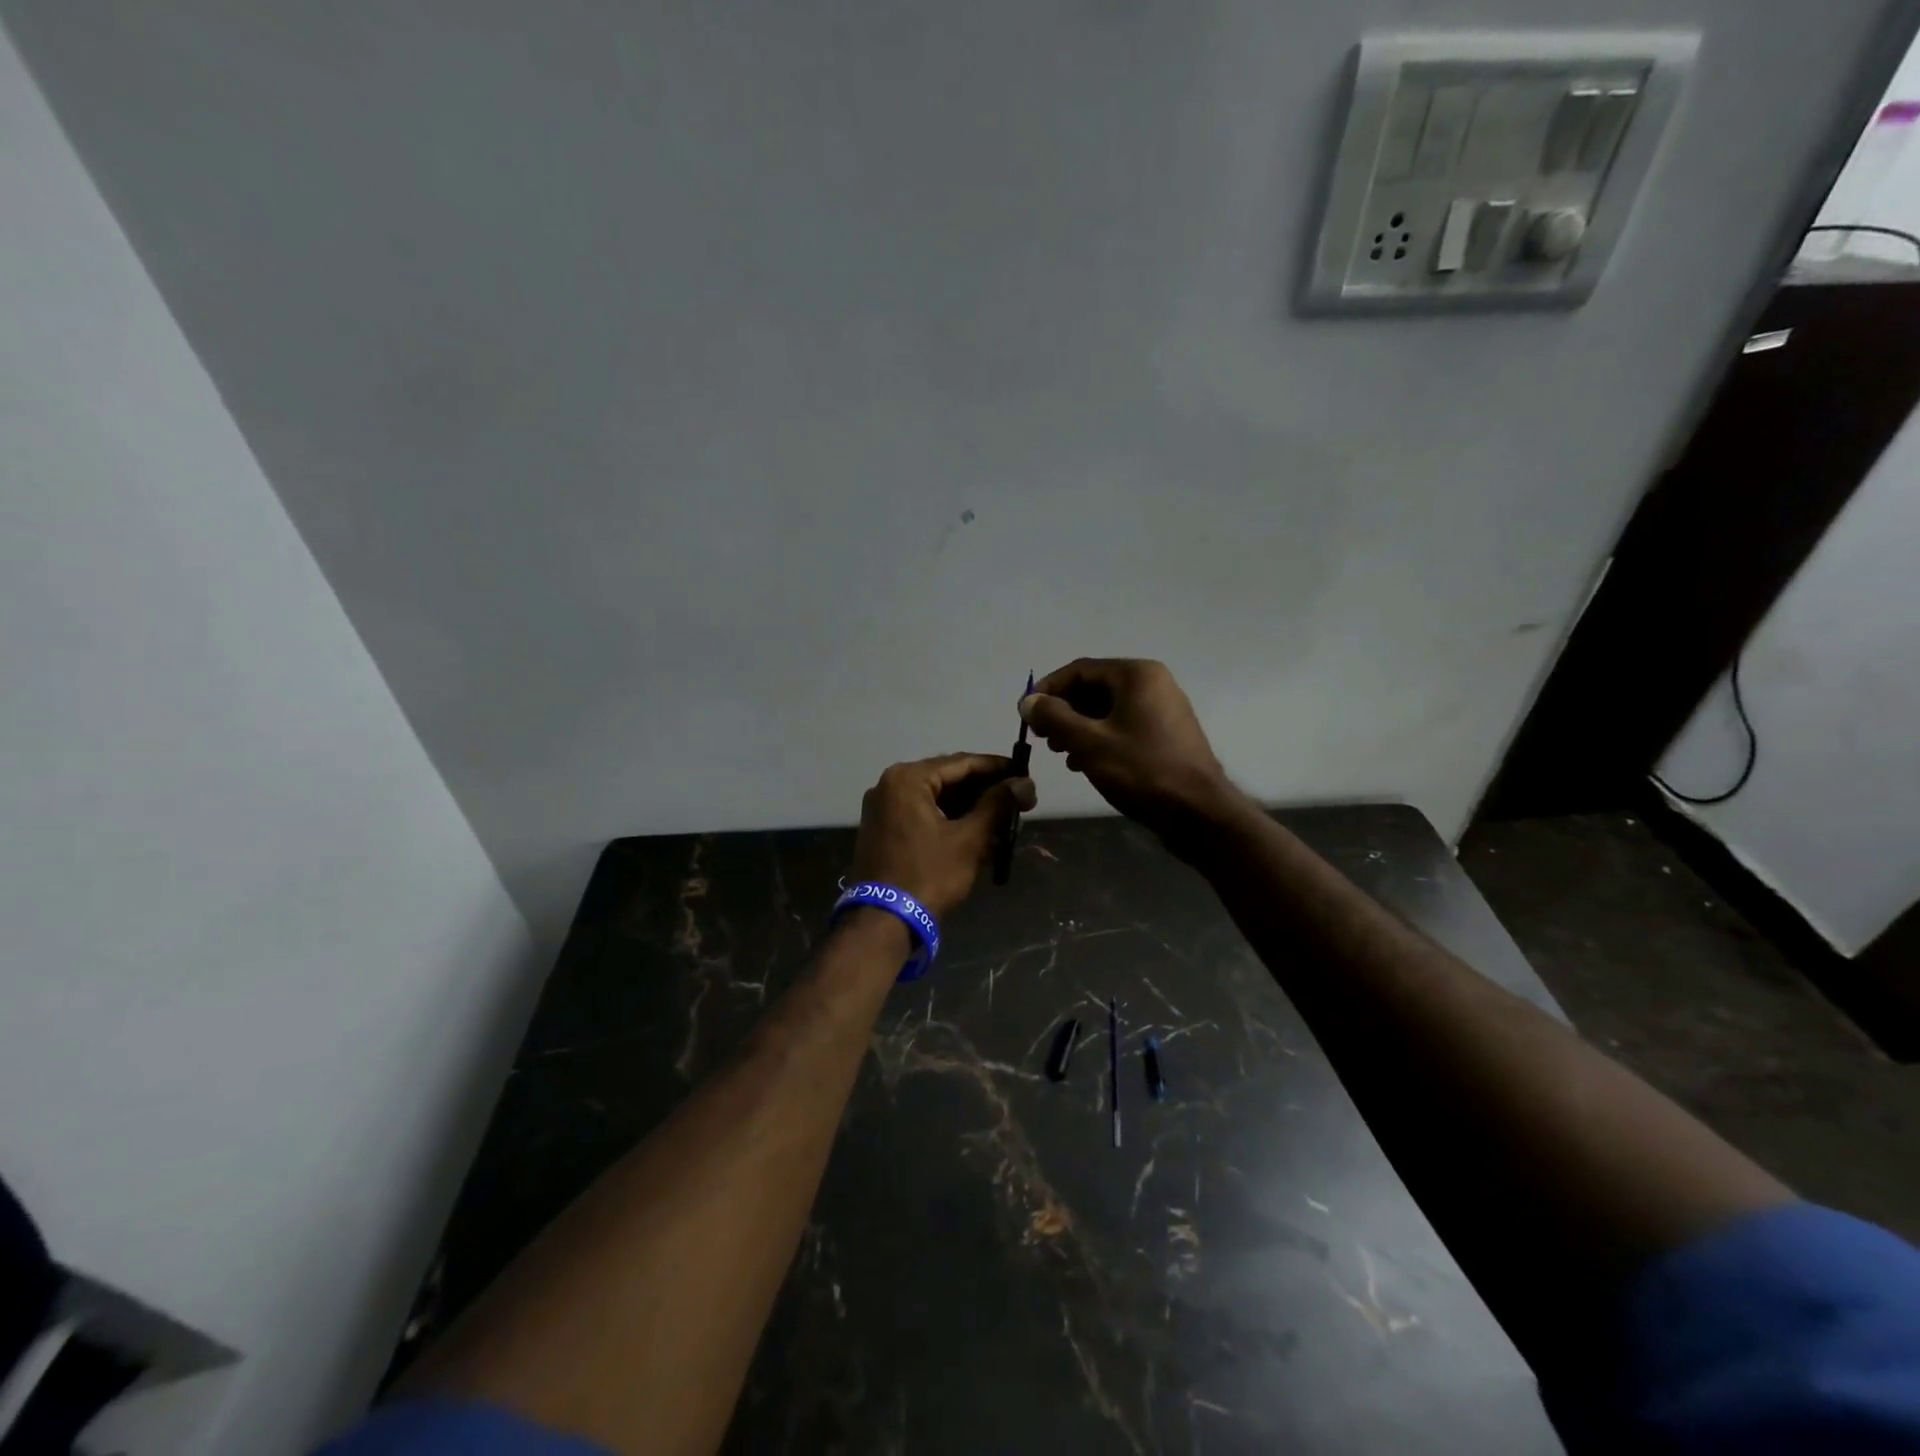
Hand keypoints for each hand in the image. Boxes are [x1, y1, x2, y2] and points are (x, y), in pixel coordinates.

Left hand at [849, 754, 1037, 920]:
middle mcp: (890, 785)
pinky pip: (922, 814)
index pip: (962, 762)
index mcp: (907, 779)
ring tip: (1004, 818)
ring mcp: (883, 808)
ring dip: (969, 807)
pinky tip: (977, 831)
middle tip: (1018, 800)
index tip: (1025, 773)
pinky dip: (949, 820)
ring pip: (936, 798)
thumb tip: (1024, 783)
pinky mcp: (883, 830)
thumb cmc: (928, 875)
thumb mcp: (969, 839)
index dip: (997, 767)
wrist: (882, 922)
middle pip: (948, 779)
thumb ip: (997, 805)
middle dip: (984, 791)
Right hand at [1020, 659, 1235, 851]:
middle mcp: (1152, 684)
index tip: (1026, 714)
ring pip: (1107, 710)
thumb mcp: (1089, 743)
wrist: (1198, 813)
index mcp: (1136, 675)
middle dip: (1063, 711)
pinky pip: (1122, 726)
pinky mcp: (1165, 735)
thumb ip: (1054, 718)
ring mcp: (1162, 710)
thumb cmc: (1142, 771)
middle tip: (1043, 737)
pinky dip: (1099, 739)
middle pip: (1093, 688)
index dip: (1047, 690)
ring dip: (1078, 728)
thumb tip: (1028, 701)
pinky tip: (1083, 763)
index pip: (1079, 670)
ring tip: (1060, 753)